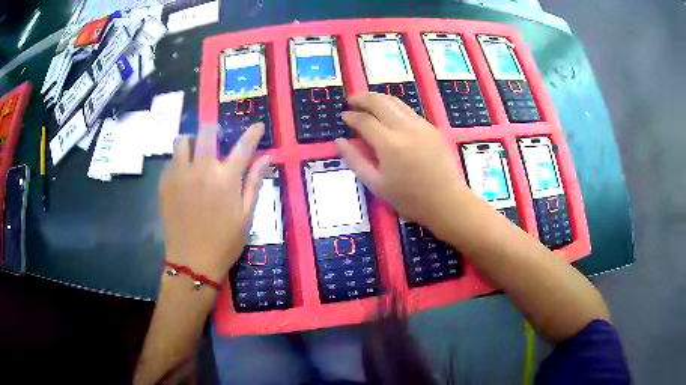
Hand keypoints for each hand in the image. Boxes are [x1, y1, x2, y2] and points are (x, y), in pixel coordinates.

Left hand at [159, 123, 269, 281]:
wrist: (192, 262)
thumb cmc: (224, 242)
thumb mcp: (246, 216)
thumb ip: (255, 182)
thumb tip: (267, 158)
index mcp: (226, 179)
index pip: (243, 146)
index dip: (253, 133)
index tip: (258, 125)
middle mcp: (202, 169)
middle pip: (206, 132)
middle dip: (214, 130)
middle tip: (216, 139)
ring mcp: (180, 175)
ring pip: (181, 141)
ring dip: (190, 141)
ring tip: (194, 152)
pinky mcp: (165, 184)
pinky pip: (170, 161)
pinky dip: (178, 161)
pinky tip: (182, 175)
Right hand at [335, 93, 469, 230]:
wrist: (447, 202)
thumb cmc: (409, 199)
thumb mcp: (376, 184)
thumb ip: (355, 160)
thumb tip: (339, 141)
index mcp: (389, 144)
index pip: (365, 120)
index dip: (351, 116)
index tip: (343, 116)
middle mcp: (406, 128)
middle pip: (380, 102)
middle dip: (363, 98)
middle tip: (352, 100)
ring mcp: (422, 125)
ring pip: (397, 102)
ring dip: (379, 99)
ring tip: (368, 103)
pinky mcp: (433, 128)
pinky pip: (410, 111)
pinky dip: (395, 108)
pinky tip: (390, 116)